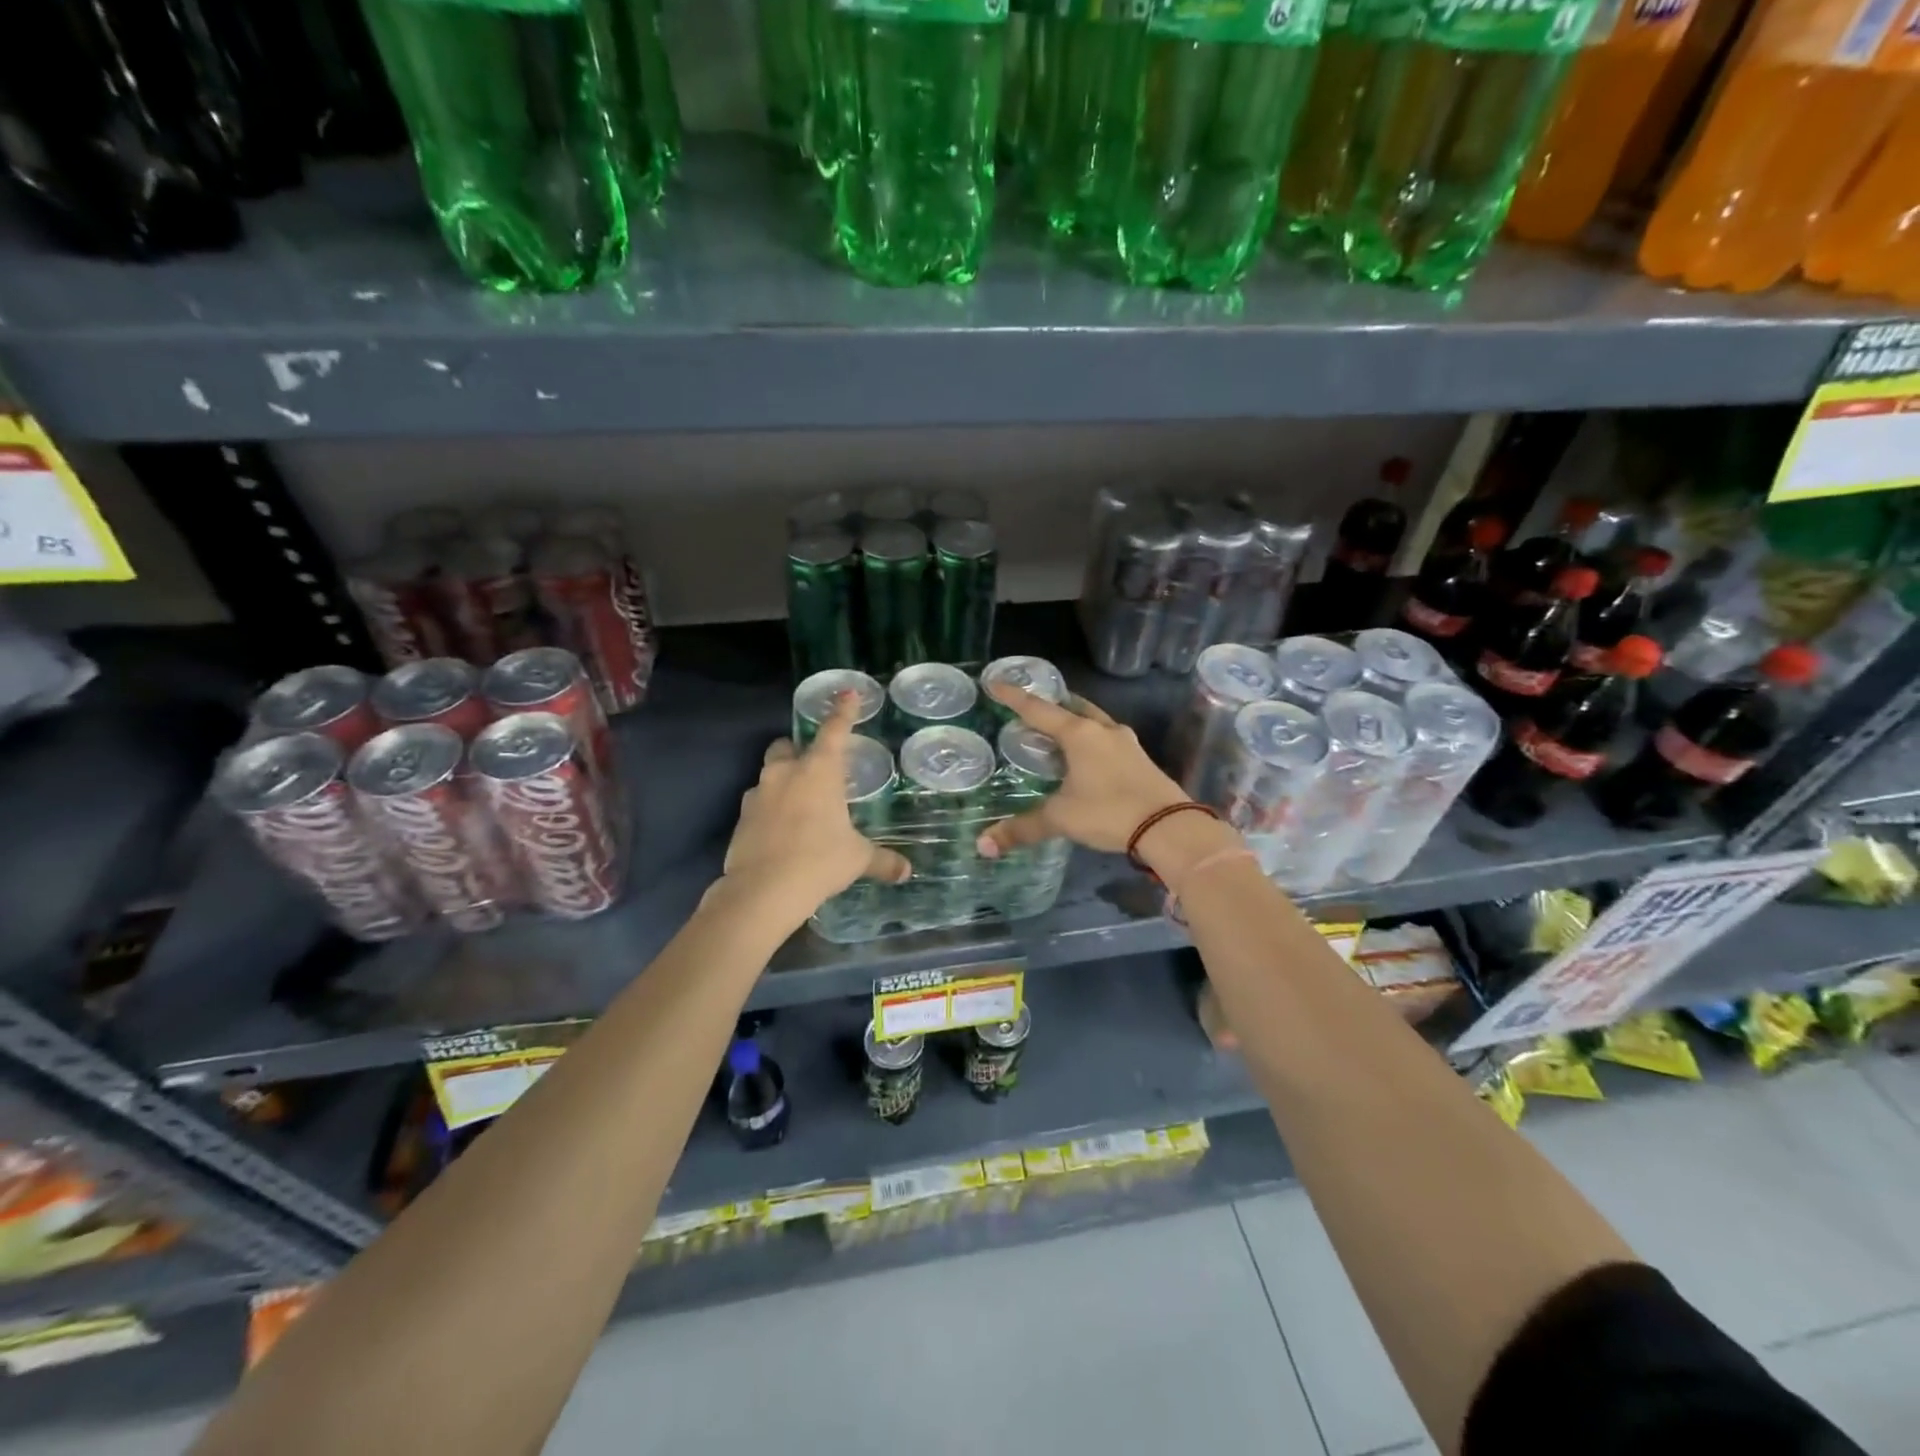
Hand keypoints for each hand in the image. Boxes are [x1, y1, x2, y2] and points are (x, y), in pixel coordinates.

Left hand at [721, 693, 910, 923]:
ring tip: (799, 806)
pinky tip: (781, 831)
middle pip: (787, 746)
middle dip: (798, 751)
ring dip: (783, 781)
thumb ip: (882, 860)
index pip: (834, 731)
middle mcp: (785, 773)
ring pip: (769, 774)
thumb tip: (906, 871)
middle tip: (815, 770)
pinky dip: (770, 809)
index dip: (843, 711)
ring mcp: (758, 793)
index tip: (847, 693)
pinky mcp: (741, 817)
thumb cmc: (819, 862)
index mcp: (819, 771)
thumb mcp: (857, 859)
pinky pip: (758, 803)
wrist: (762, 890)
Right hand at [976, 684, 1188, 858]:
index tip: (996, 683)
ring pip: (1094, 722)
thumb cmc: (1109, 812)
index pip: (1038, 709)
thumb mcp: (1061, 819)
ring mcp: (1126, 743)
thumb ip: (1022, 828)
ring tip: (1057, 731)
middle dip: (1051, 706)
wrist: (1170, 827)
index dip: (1014, 697)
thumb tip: (984, 845)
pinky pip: (1108, 740)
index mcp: (1079, 734)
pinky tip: (1087, 757)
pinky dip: (1091, 741)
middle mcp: (1103, 730)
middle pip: (1072, 708)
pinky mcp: (1140, 759)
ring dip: (1075, 721)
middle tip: (1031, 709)